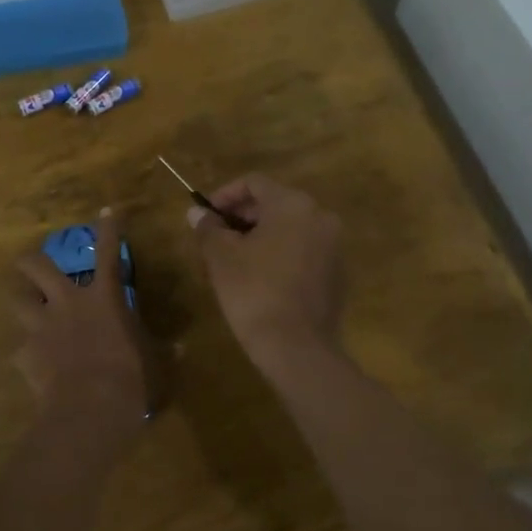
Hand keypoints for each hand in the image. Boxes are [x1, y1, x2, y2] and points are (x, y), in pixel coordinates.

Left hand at [10, 209, 152, 431]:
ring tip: (24, 303)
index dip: (108, 228)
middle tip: (32, 262)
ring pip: (17, 299)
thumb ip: (162, 351)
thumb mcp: (155, 363)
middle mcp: (67, 303)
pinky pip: (21, 346)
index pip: (108, 252)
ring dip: (21, 298)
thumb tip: (179, 348)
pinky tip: (34, 361)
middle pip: (36, 266)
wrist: (90, 410)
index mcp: (103, 298)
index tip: (105, 211)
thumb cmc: (132, 380)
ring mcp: (42, 327)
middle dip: (31, 259)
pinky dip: (27, 350)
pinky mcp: (26, 353)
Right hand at [189, 174, 344, 367]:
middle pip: (274, 203)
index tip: (205, 215)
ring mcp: (333, 246)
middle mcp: (319, 217)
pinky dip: (279, 254)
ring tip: (232, 259)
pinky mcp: (336, 273)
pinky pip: (302, 251)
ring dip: (259, 236)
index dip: (224, 194)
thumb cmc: (254, 291)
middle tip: (215, 237)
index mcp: (292, 204)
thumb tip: (196, 212)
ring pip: (288, 229)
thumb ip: (208, 228)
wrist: (296, 347)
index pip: (254, 183)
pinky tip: (258, 277)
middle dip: (241, 217)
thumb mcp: (221, 257)